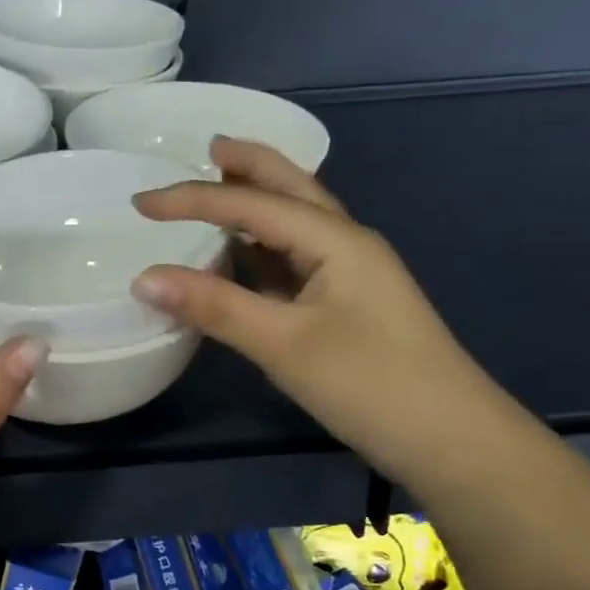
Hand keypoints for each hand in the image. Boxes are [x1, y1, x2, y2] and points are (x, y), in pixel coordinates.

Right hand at [131, 138, 504, 478]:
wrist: (450, 441)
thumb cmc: (371, 385)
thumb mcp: (285, 344)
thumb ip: (215, 306)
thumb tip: (143, 278)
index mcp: (336, 241)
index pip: (252, 204)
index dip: (192, 199)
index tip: (138, 205)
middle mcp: (345, 245)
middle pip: (291, 189)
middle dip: (249, 166)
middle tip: (206, 148)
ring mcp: (348, 277)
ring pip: (294, 224)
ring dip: (256, 202)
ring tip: (217, 190)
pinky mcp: (344, 307)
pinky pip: (292, 261)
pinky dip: (260, 248)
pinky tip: (240, 258)